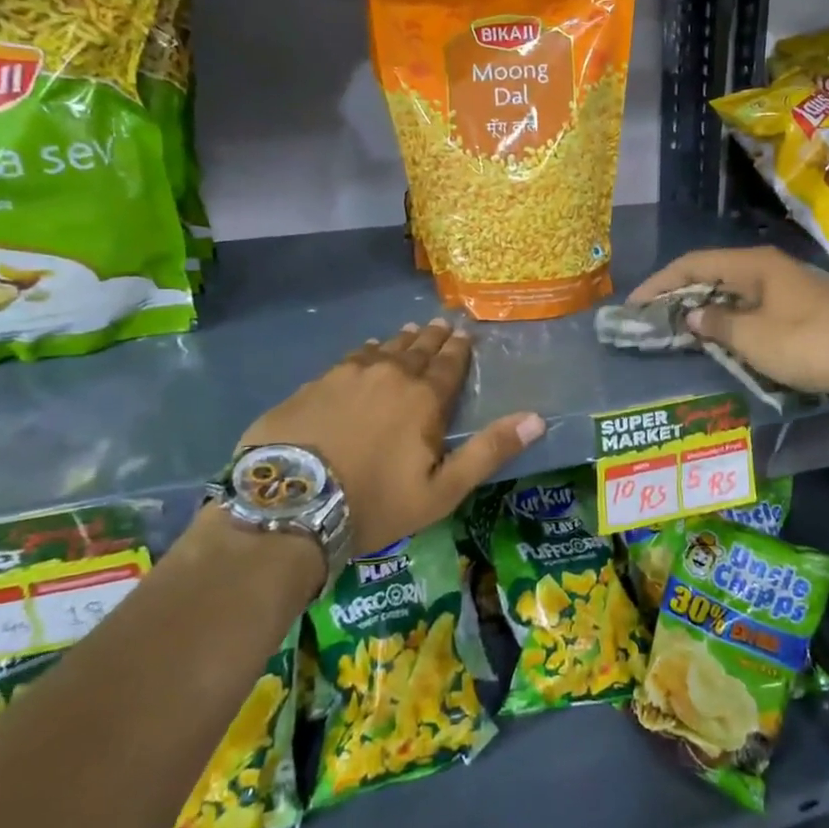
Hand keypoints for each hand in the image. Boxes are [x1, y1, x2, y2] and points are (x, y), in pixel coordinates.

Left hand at [237, 320, 544, 556]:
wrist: (291, 505)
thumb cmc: (375, 503)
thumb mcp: (442, 490)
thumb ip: (489, 451)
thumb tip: (536, 419)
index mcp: (424, 398)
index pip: (449, 365)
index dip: (459, 349)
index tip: (465, 333)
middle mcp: (390, 375)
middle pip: (418, 349)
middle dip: (433, 337)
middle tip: (442, 323)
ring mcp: (347, 376)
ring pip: (384, 349)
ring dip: (401, 340)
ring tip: (410, 330)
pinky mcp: (314, 385)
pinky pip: (350, 359)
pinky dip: (366, 352)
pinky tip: (366, 351)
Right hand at [629, 247, 828, 395]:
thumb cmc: (805, 342)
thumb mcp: (753, 338)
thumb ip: (716, 324)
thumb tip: (693, 315)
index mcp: (754, 264)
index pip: (694, 263)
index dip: (660, 282)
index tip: (635, 304)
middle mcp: (770, 266)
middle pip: (713, 272)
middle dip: (681, 293)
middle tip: (654, 315)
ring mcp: (791, 283)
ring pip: (735, 288)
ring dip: (706, 306)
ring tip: (681, 326)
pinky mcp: (805, 304)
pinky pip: (754, 303)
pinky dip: (731, 315)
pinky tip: (723, 333)